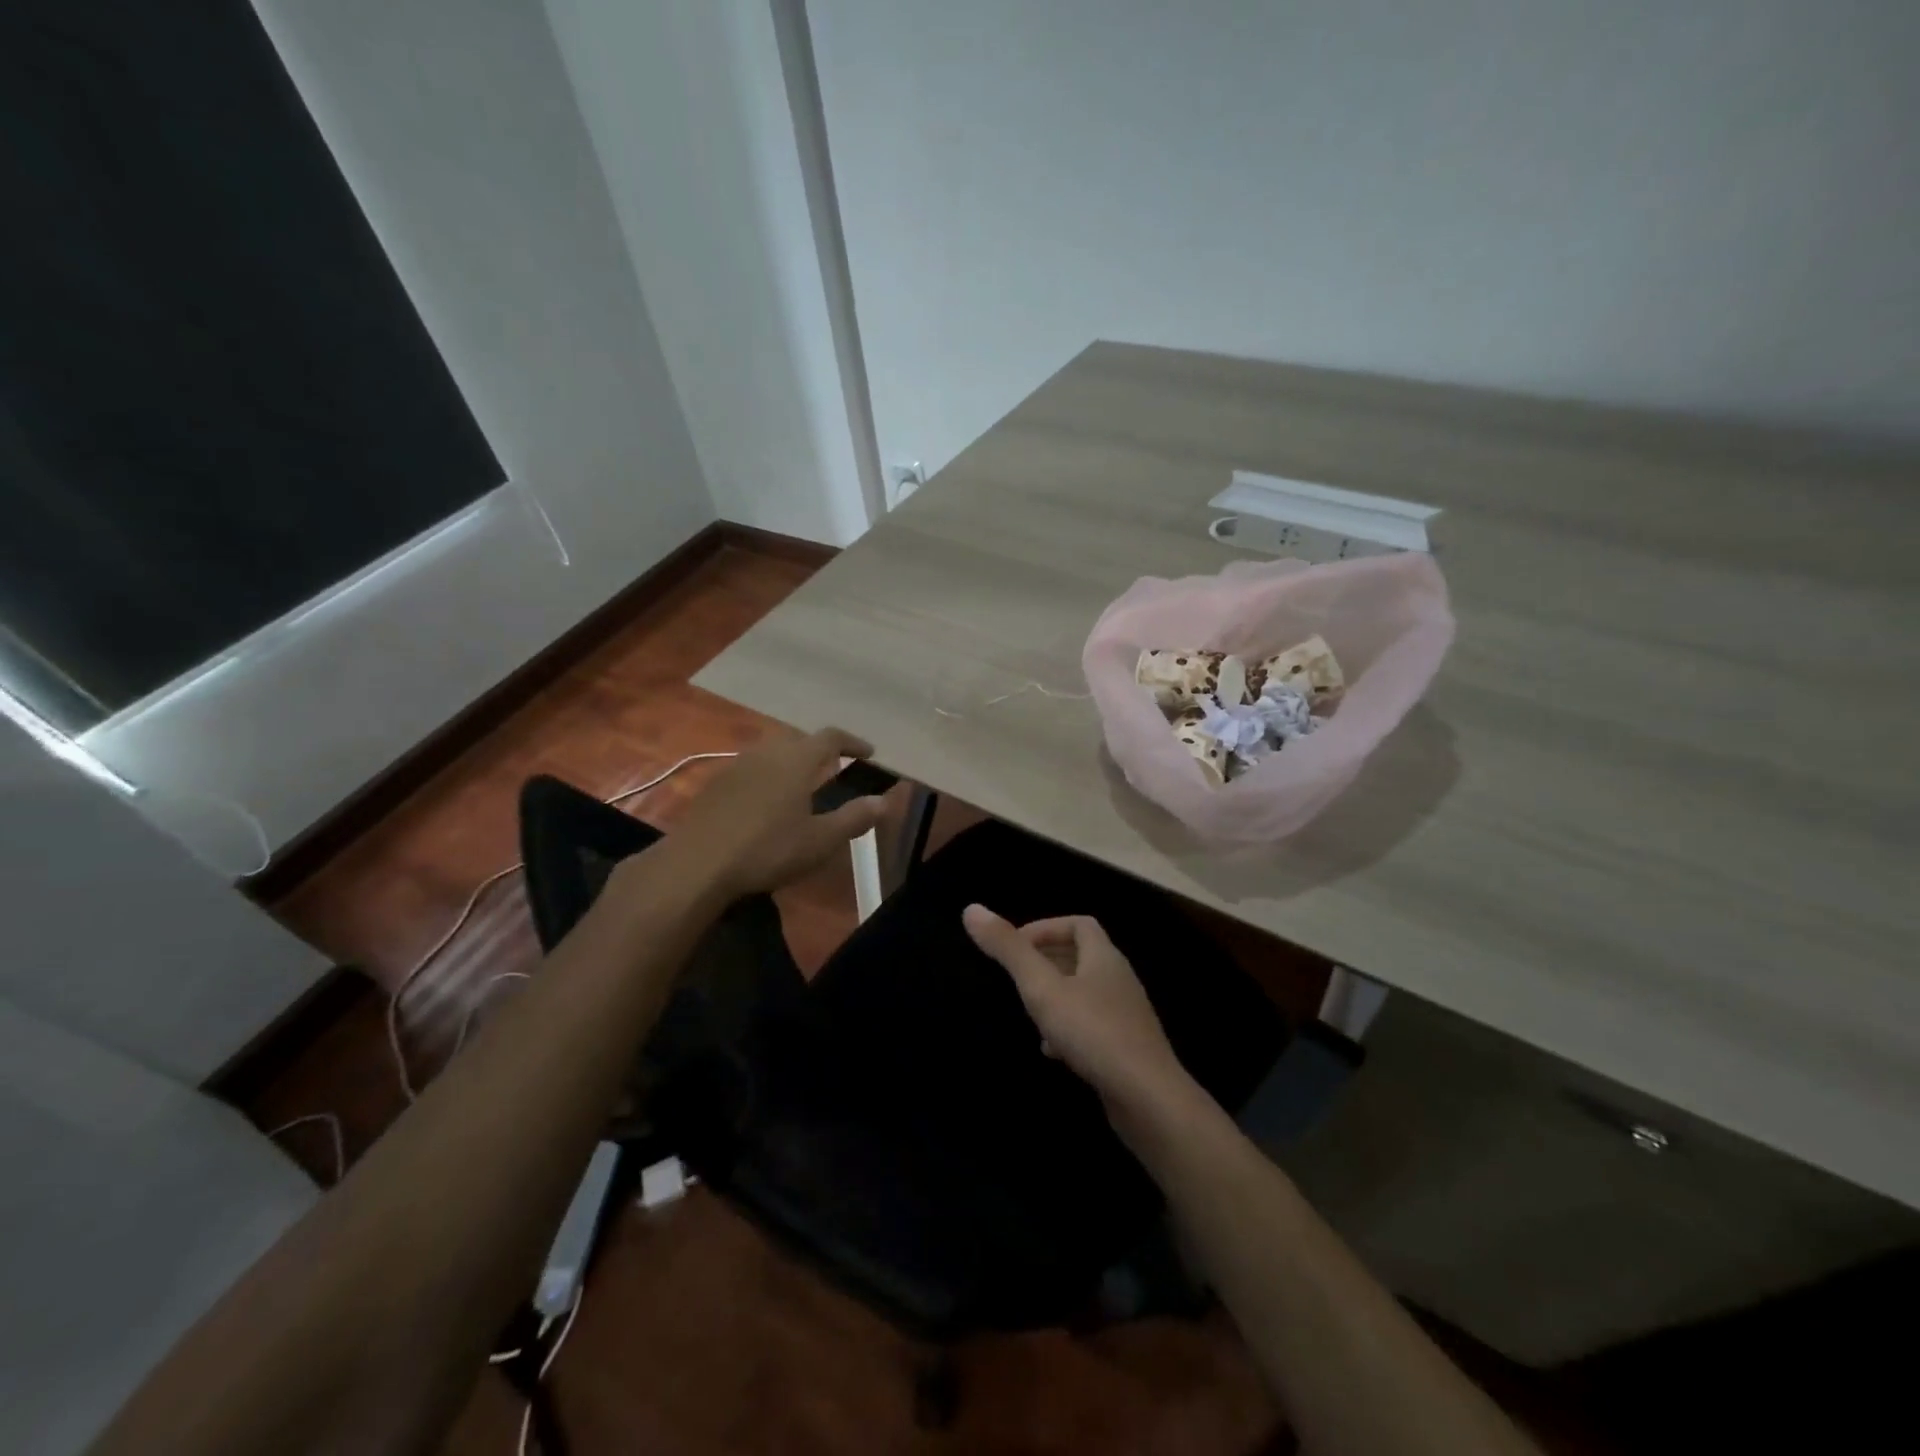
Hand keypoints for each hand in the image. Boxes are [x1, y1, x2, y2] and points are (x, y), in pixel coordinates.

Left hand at [664, 728, 887, 899]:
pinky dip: (768, 774)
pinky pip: (751, 767)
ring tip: (802, 781)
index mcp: (796, 760)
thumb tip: (884, 801)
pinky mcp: (716, 784)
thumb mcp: (820, 841)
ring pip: (771, 751)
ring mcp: (737, 766)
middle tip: (834, 765)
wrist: (697, 864)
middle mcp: (767, 753)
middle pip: (798, 738)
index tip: (868, 752)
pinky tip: (767, 800)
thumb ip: (854, 818)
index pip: (830, 737)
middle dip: (819, 748)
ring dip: (791, 759)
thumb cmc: (767, 850)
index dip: (852, 742)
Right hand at [961, 907, 1196, 1127]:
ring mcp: (1126, 1016)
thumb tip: (972, 909)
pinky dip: (1069, 1028)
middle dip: (1046, 962)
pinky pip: (1093, 1025)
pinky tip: (1052, 1051)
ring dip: (1056, 997)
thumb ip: (1008, 950)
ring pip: (1085, 993)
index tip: (1016, 947)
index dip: (1046, 928)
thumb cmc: (1092, 1032)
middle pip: (1082, 956)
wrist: (1148, 1098)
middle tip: (1016, 977)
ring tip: (1030, 1013)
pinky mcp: (1127, 1048)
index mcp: (1104, 957)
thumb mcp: (1042, 988)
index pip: (1079, 924)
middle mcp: (1119, 979)